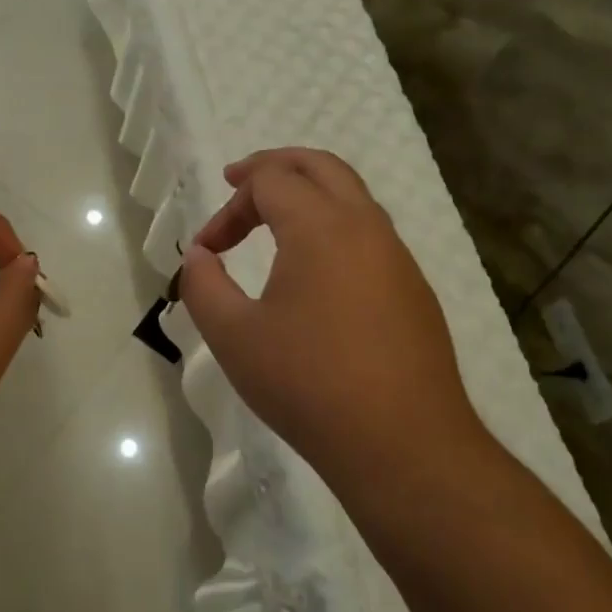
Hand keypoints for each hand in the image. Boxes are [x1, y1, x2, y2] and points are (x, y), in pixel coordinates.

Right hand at [179, 148, 485, 492]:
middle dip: (275, 166)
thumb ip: (203, 285)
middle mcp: (366, 227)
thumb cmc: (308, 384)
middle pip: (320, 166)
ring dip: (309, 195)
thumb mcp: (234, 336)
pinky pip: (370, 235)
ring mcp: (397, 258)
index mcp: (321, 227)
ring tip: (274, 220)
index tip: (207, 248)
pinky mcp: (413, 290)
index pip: (269, 182)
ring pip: (352, 197)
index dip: (229, 207)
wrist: (403, 445)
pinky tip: (316, 272)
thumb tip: (199, 255)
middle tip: (239, 181)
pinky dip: (334, 227)